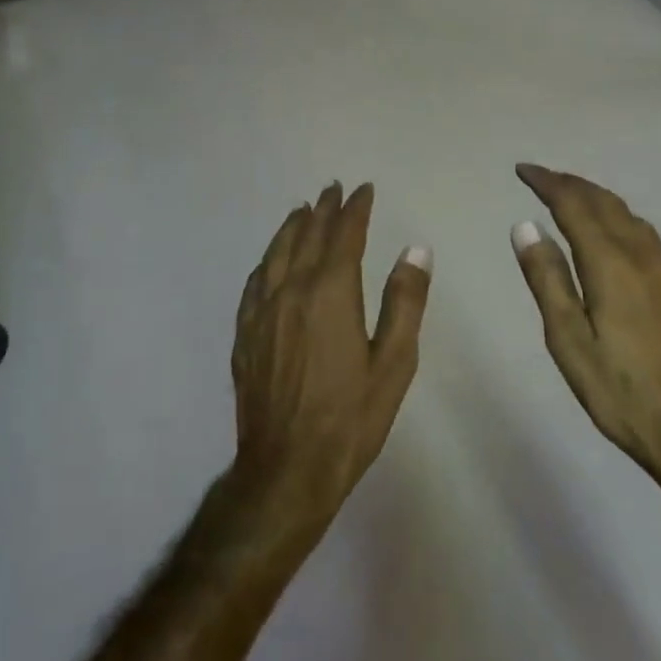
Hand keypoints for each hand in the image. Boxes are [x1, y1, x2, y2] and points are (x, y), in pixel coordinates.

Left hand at [229, 183, 430, 541]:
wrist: (286, 471)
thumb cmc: (350, 419)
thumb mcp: (393, 363)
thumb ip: (404, 302)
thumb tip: (416, 250)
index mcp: (330, 293)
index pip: (344, 235)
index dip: (355, 209)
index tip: (364, 190)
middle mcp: (292, 291)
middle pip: (308, 237)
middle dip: (324, 210)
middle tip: (334, 189)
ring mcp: (263, 312)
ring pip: (277, 253)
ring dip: (292, 227)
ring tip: (303, 209)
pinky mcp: (245, 335)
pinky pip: (255, 282)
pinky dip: (267, 260)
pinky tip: (270, 261)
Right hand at [510, 165, 660, 526]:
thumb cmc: (621, 392)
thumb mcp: (569, 341)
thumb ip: (547, 279)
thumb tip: (525, 225)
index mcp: (611, 263)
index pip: (574, 204)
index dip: (547, 182)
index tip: (523, 170)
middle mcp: (644, 256)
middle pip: (606, 202)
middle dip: (572, 184)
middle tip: (544, 179)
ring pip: (631, 218)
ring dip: (599, 200)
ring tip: (575, 200)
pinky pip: (649, 240)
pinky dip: (622, 224)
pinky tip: (618, 243)